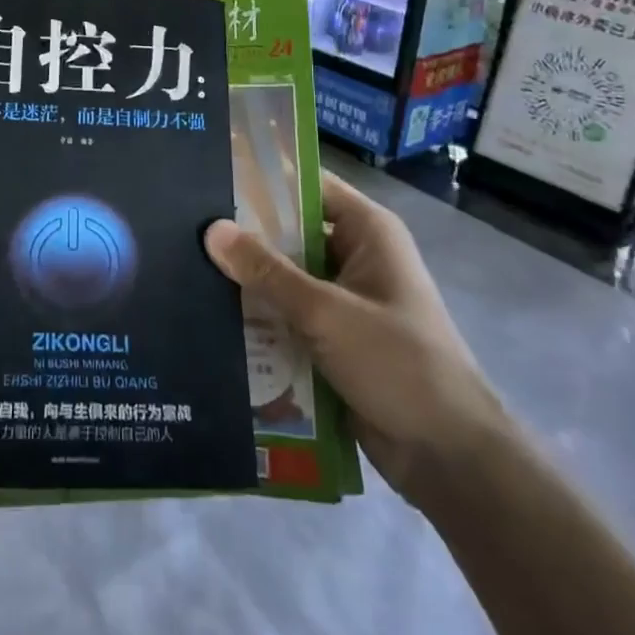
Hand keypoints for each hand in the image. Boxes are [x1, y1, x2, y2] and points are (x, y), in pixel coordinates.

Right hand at [204, 171, 504, 504]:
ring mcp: (344, 300)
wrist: (450, 458)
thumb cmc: (398, 364)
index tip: (211, 176)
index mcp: (367, 231)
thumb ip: (267, 272)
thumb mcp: (326, 313)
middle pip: (290, 232)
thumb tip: (211, 230)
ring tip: (186, 267)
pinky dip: (259, 316)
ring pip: (284, 277)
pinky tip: (212, 315)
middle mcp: (355, 256)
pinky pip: (287, 315)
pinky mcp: (333, 339)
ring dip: (248, 280)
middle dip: (244, 235)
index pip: (307, 185)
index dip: (262, 178)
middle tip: (184, 227)